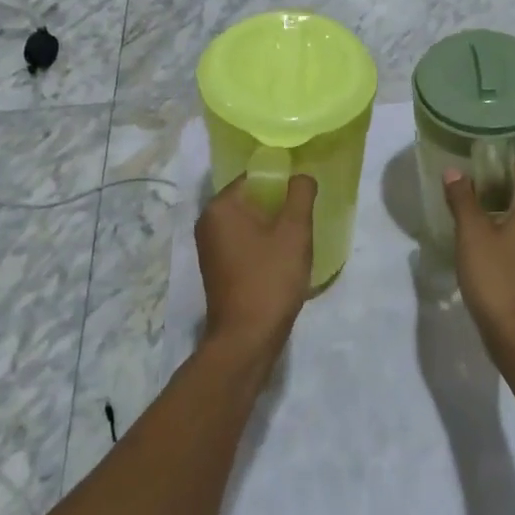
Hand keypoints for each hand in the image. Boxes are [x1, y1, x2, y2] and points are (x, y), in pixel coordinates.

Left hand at [195, 174, 316, 359]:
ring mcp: (210, 247)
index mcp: (220, 207)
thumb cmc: (270, 278)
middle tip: (306, 211)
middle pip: (251, 198)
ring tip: (298, 234)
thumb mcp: (294, 231)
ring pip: (248, 222)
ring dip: (272, 224)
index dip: (282, 178)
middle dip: (278, 202)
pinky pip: (244, 241)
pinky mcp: (217, 267)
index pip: (254, 176)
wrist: (247, 338)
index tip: (304, 190)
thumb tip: (301, 176)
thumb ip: (300, 194)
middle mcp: (208, 222)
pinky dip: (263, 242)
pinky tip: (284, 255)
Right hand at [442, 160, 514, 356]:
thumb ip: (462, 198)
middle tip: (457, 188)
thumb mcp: (472, 234)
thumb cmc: (496, 276)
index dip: (490, 163)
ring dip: (492, 210)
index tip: (464, 163)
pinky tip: (475, 241)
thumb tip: (455, 172)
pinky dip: (499, 231)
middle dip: (488, 186)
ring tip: (461, 211)